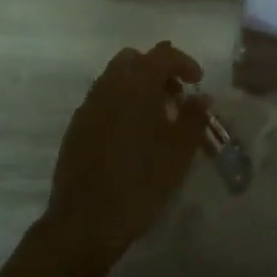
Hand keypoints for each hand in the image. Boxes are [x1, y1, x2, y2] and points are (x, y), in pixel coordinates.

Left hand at [43, 42, 210, 273]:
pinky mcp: (75, 128)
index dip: (183, 62)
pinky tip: (131, 135)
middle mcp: (108, 87)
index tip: (198, 81)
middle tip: (175, 96)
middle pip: (133, 60)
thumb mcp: (180, 151)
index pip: (162, 54)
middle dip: (157, 70)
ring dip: (137, 86)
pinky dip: (120, 104)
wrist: (86, 221)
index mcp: (136, 86)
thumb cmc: (141, 182)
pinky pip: (101, 101)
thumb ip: (194, 117)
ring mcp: (88, 107)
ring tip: (156, 117)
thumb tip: (201, 96)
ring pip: (114, 79)